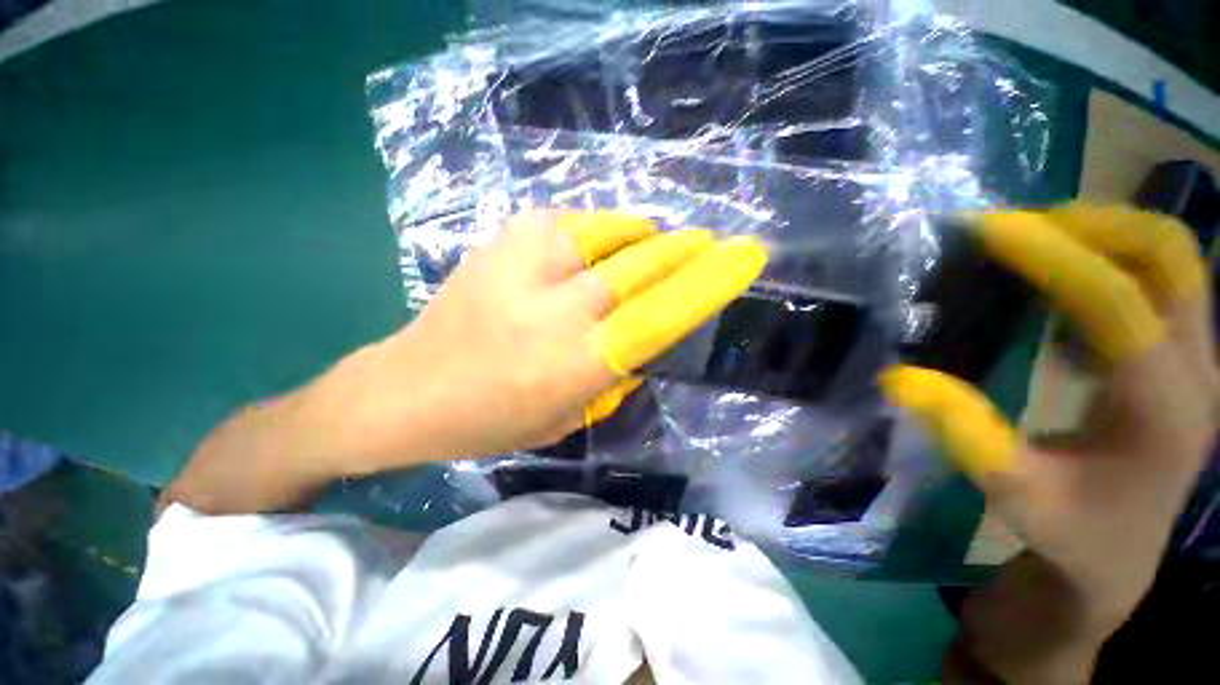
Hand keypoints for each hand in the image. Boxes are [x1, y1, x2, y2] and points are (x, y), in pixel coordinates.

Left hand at [316, 209, 766, 470]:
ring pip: (610, 233)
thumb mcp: (567, 417)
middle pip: (643, 265)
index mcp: (577, 363)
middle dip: (683, 252)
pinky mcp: (501, 241)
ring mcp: (525, 266)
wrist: (405, 388)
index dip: (709, 282)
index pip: (663, 314)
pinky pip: (570, 222)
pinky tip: (593, 246)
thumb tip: (643, 335)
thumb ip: (614, 375)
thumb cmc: (491, 420)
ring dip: (639, 238)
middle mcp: (558, 309)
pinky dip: (595, 231)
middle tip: (705, 245)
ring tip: (647, 246)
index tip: (744, 256)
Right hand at [881, 204, 1215, 682]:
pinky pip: (1162, 285)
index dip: (1052, 256)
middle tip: (1021, 228)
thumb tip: (896, 377)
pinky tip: (1064, 289)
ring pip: (1174, 263)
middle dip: (1094, 224)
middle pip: (1170, 257)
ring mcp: (1201, 365)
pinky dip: (1113, 264)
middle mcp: (1199, 373)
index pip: (1117, 301)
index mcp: (1162, 410)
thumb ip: (963, 432)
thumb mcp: (1011, 494)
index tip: (989, 229)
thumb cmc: (1069, 535)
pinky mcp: (1187, 364)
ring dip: (1106, 236)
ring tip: (1037, 244)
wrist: (1115, 564)